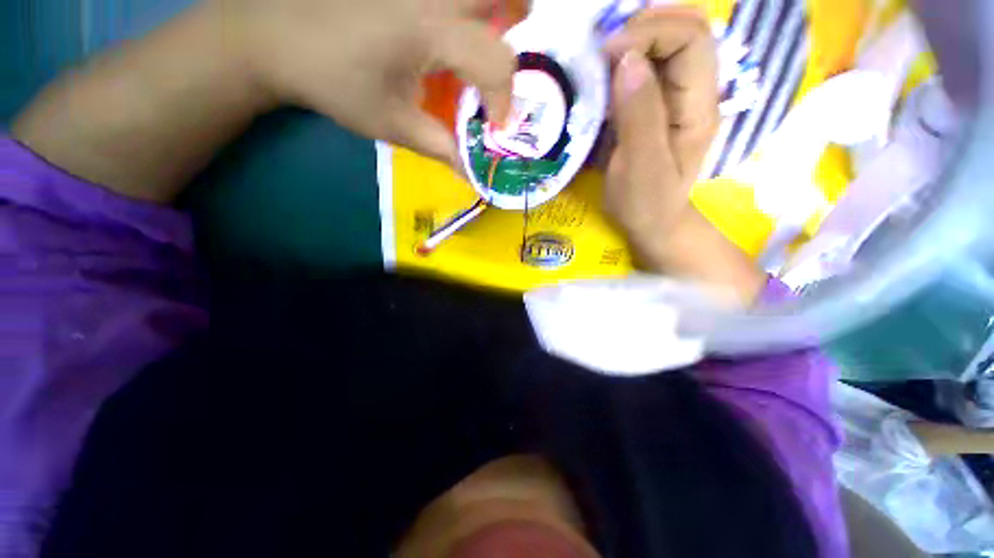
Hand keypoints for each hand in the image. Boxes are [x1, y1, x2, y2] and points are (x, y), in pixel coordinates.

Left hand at [223, 0, 514, 165]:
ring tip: (478, 40)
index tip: (495, 125)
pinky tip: (446, 29)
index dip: (505, 100)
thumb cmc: (334, 81)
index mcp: (429, 29)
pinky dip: (464, 8)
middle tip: (498, 59)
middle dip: (515, 27)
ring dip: (493, 9)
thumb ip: (440, 147)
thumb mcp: (392, 124)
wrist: (275, 33)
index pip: (497, 61)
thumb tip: (472, 171)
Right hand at [600, 7, 718, 243]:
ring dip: (635, 39)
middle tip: (605, 50)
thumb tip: (629, 60)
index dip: (651, 33)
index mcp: (698, 107)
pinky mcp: (658, 106)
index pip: (692, 39)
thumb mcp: (640, 167)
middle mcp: (695, 93)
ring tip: (602, 58)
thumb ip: (638, 116)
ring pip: (669, 42)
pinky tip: (607, 74)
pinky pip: (650, 66)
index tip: (609, 55)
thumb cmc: (645, 203)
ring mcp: (678, 98)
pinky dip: (627, 59)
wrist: (651, 223)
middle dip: (645, 26)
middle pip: (686, 29)